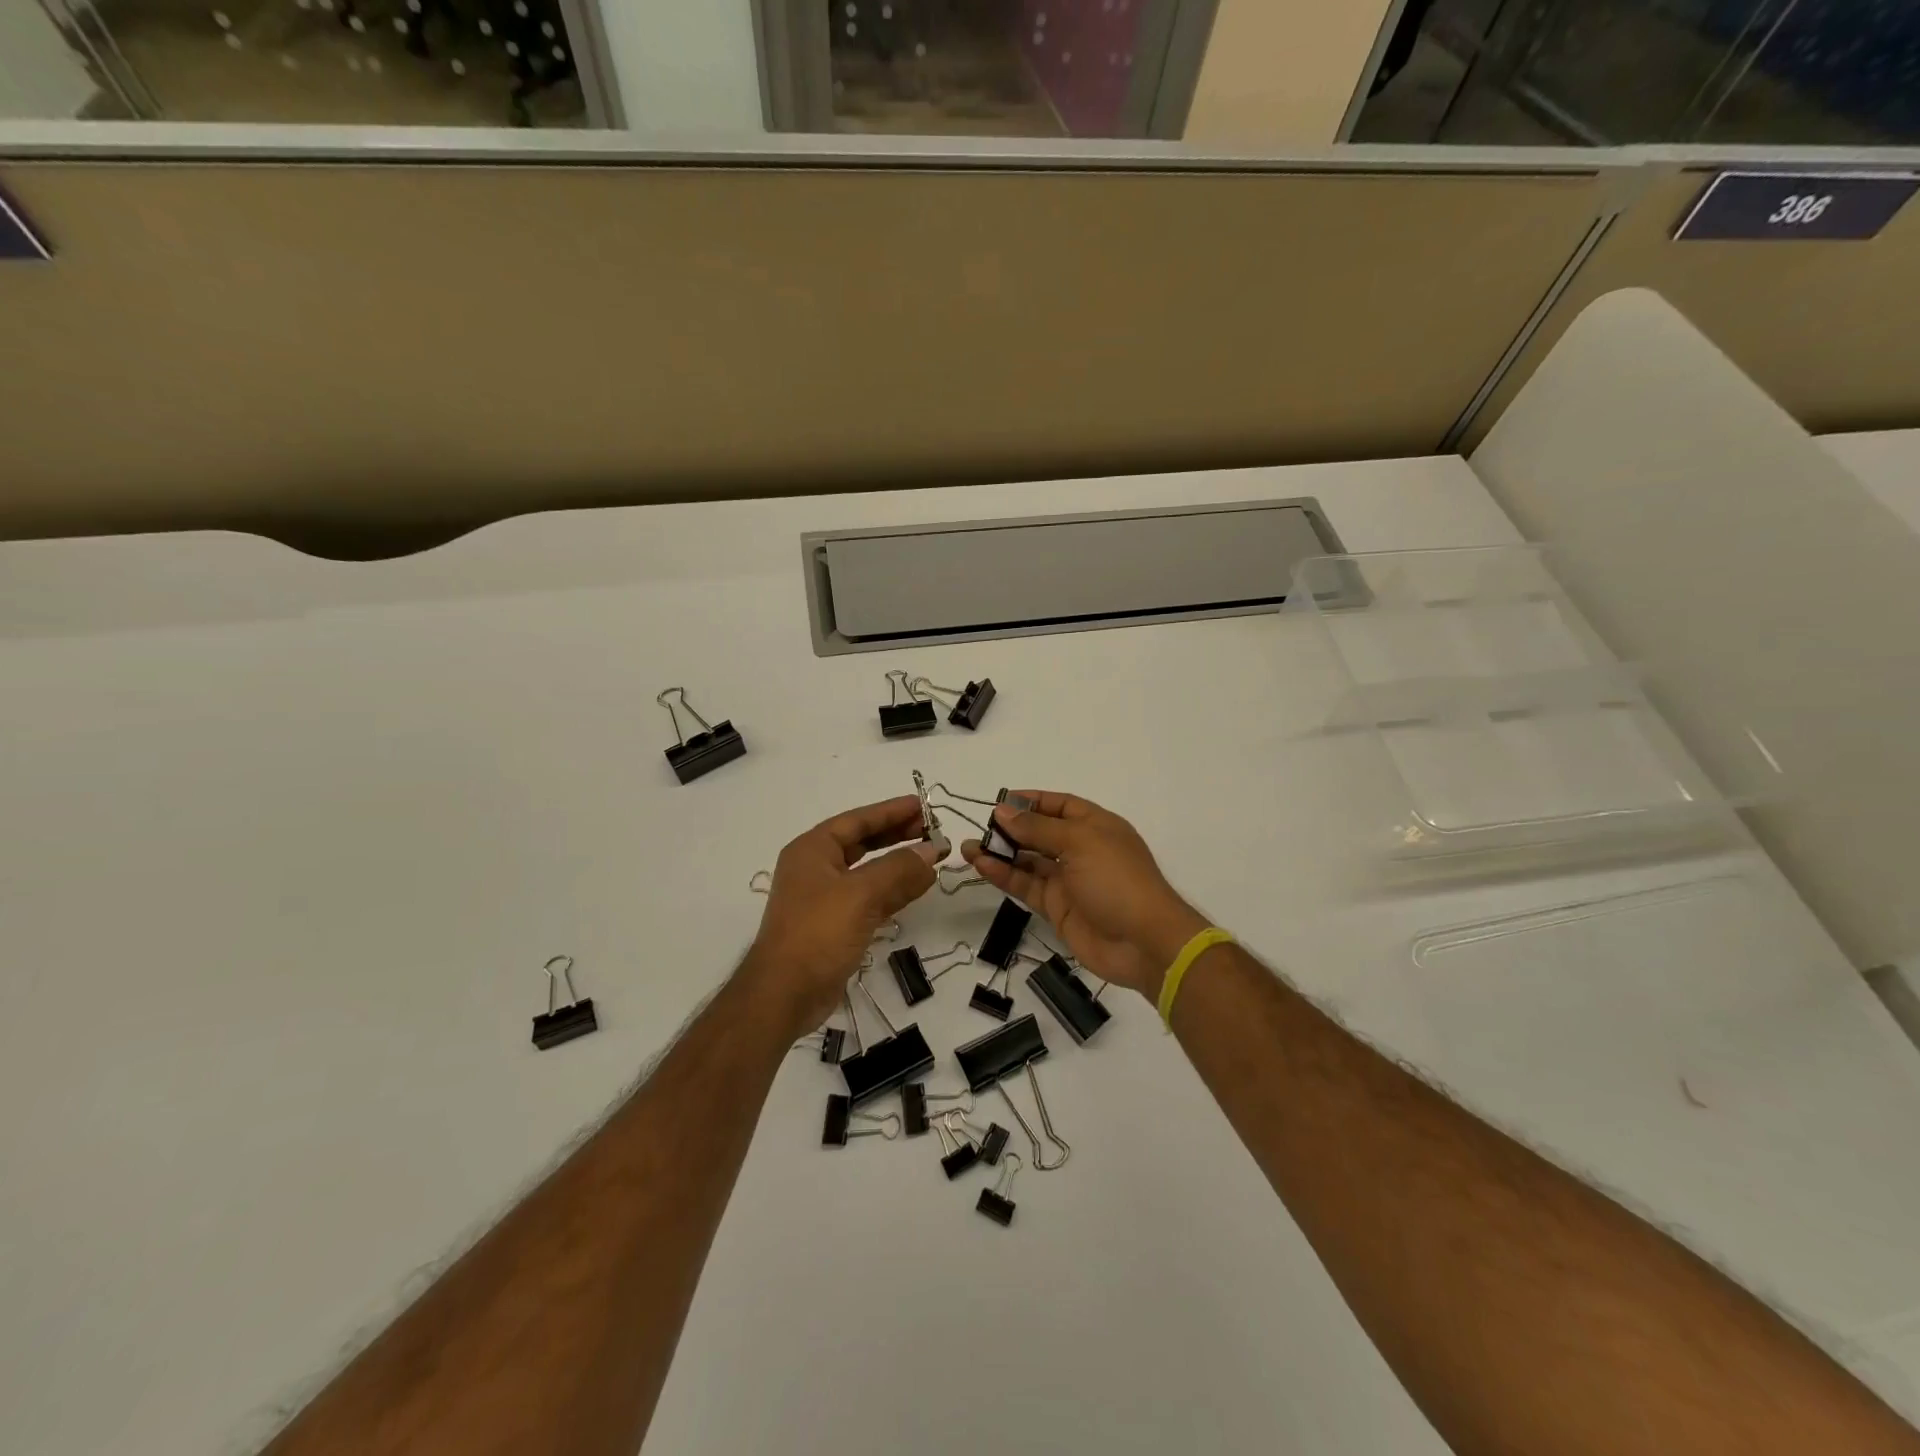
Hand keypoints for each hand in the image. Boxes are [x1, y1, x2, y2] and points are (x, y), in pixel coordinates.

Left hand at [746, 795, 948, 1035]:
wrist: (784, 994)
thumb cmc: (817, 933)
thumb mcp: (861, 894)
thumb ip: (900, 869)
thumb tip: (932, 851)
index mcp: (813, 850)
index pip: (858, 820)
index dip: (891, 811)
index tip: (923, 806)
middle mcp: (816, 868)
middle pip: (862, 842)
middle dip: (897, 835)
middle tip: (932, 831)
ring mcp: (824, 898)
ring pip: (868, 871)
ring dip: (899, 864)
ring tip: (932, 857)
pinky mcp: (835, 925)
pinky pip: (869, 897)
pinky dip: (893, 890)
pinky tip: (917, 888)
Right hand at [961, 791, 1209, 1000]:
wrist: (1144, 943)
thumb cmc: (1117, 880)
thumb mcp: (1079, 843)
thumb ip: (1037, 828)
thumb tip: (1002, 811)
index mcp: (1096, 825)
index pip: (1059, 805)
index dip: (1031, 801)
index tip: (999, 801)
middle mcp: (1081, 849)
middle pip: (1040, 832)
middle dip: (1010, 828)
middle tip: (979, 827)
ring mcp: (1068, 880)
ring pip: (1028, 860)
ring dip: (1000, 853)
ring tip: (968, 848)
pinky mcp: (1057, 907)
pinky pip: (1026, 885)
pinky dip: (1004, 876)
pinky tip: (981, 866)